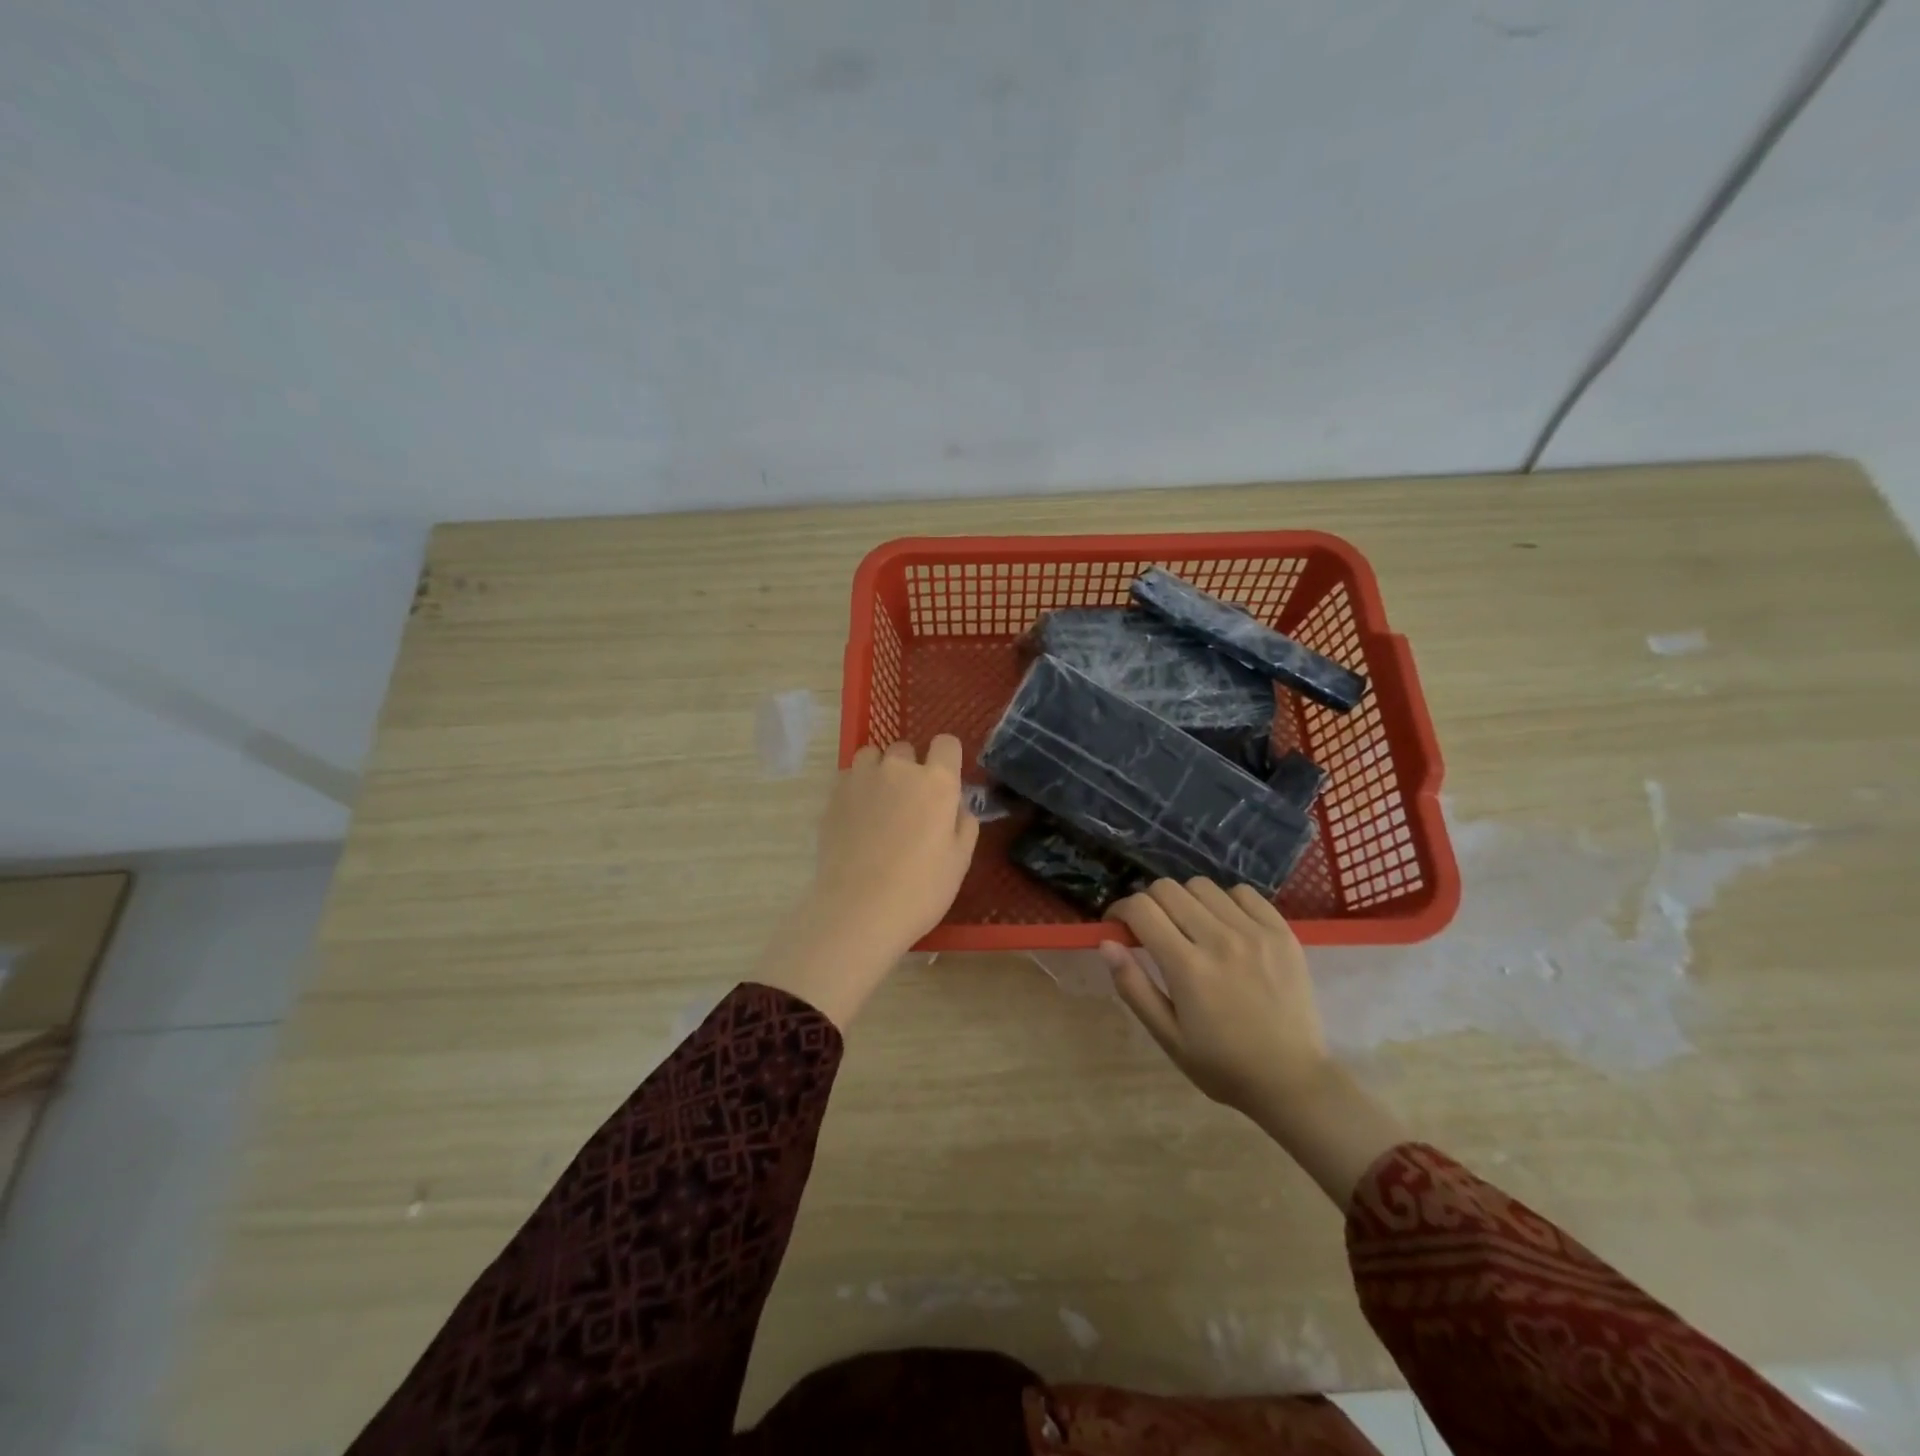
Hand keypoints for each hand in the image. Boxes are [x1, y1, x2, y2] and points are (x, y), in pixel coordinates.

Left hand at [757, 736, 978, 1027]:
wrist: (859, 910)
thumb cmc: (921, 889)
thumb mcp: (960, 860)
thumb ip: (963, 822)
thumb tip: (956, 806)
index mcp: (936, 782)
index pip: (946, 744)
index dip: (947, 759)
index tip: (944, 781)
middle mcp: (898, 769)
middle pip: (906, 749)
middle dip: (910, 768)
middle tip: (910, 803)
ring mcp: (861, 779)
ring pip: (872, 756)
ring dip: (879, 771)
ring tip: (879, 803)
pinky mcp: (833, 795)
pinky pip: (849, 777)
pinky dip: (855, 788)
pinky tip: (856, 817)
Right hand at [1100, 878, 1329, 1118]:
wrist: (1293, 1080)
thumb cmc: (1223, 1065)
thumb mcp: (1168, 1036)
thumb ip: (1134, 986)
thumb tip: (1107, 943)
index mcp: (1187, 967)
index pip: (1141, 909)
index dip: (1120, 910)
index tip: (1118, 925)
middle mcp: (1219, 939)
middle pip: (1167, 889)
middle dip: (1149, 903)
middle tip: (1152, 929)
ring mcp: (1254, 932)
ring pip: (1202, 886)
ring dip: (1186, 900)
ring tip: (1191, 927)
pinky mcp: (1282, 932)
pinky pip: (1244, 893)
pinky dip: (1225, 901)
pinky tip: (1226, 926)